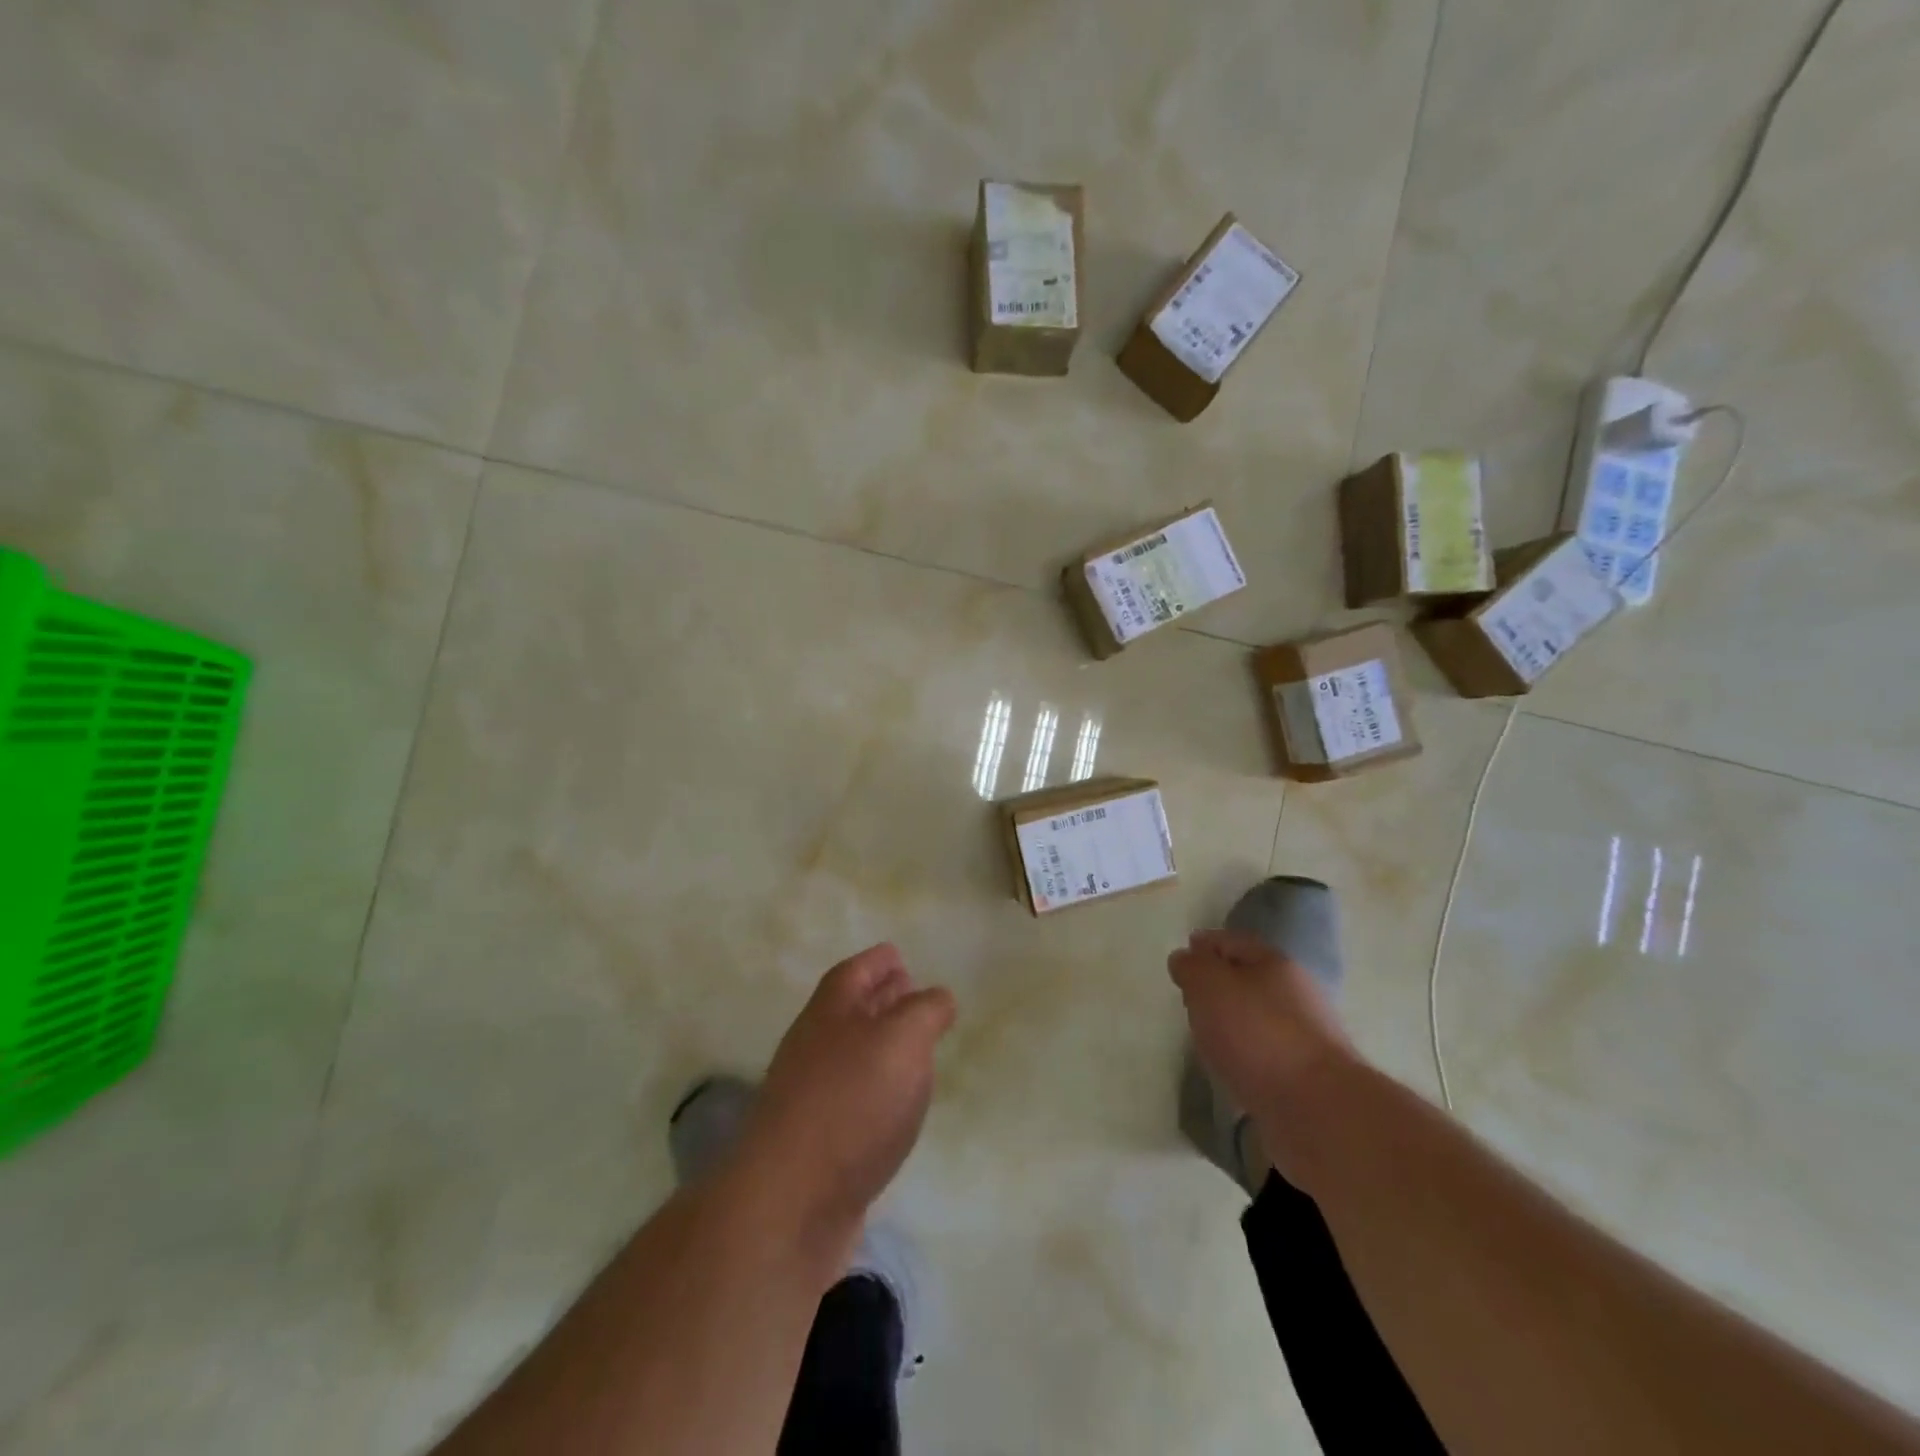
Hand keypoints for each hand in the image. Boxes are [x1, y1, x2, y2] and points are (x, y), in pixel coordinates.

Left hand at [740, 944, 955, 1236]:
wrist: (788, 1204)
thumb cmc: (850, 1103)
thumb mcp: (902, 1040)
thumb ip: (925, 1011)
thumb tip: (937, 996)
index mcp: (830, 1012)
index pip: (855, 972)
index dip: (878, 961)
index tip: (899, 955)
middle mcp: (814, 1046)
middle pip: (849, 1010)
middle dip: (880, 998)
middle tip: (913, 992)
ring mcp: (810, 1097)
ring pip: (851, 1055)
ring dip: (880, 1045)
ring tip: (915, 1047)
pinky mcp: (817, 1144)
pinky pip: (852, 1099)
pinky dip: (877, 1090)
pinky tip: (897, 1104)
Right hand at [1168, 929, 1352, 1119]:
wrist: (1320, 1111)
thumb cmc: (1258, 1035)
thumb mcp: (1210, 986)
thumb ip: (1192, 967)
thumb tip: (1185, 958)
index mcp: (1275, 964)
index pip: (1233, 942)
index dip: (1206, 944)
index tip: (1184, 953)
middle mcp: (1295, 995)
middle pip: (1249, 979)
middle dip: (1220, 982)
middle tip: (1190, 994)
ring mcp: (1305, 1038)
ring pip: (1258, 1018)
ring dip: (1233, 1021)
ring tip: (1204, 1033)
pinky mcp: (1306, 1077)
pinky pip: (1265, 1054)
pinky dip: (1245, 1054)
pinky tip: (1229, 1066)